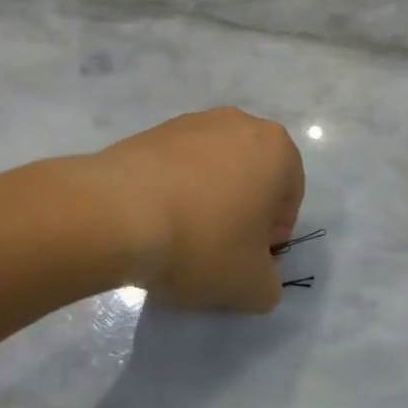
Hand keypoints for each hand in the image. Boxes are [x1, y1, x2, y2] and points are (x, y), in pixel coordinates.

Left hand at [86, 108, 304, 312]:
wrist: (117, 213)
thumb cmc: (202, 242)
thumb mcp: (251, 286)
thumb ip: (270, 285)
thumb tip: (258, 278)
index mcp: (277, 148)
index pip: (289, 198)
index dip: (271, 237)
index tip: (244, 260)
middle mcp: (240, 123)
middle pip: (253, 177)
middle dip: (241, 212)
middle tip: (216, 250)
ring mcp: (194, 122)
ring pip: (215, 169)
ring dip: (207, 200)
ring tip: (179, 237)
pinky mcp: (154, 130)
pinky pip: (178, 165)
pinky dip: (175, 190)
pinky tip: (155, 221)